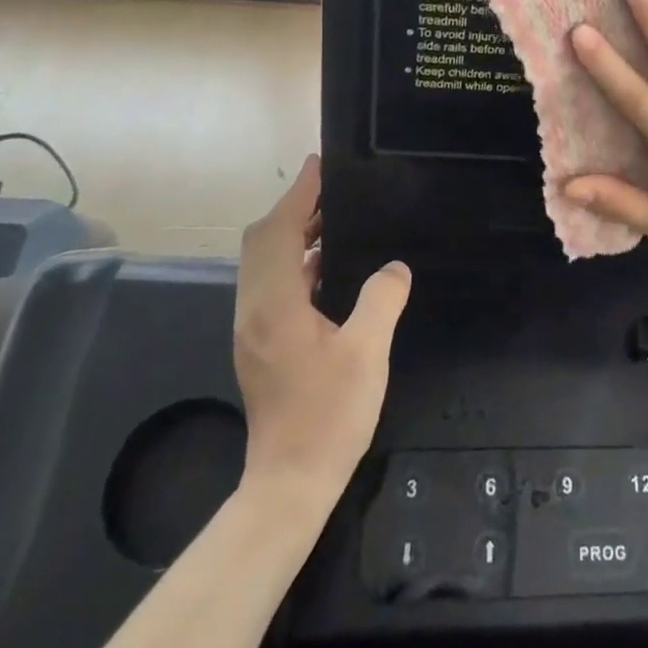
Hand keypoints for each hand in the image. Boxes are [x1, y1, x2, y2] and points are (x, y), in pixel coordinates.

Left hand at [233, 156, 409, 489]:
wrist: (290, 482)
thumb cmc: (329, 415)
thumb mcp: (366, 352)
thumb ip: (381, 300)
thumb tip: (394, 267)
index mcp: (274, 305)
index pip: (279, 232)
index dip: (298, 195)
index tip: (319, 166)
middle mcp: (253, 310)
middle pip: (262, 243)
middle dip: (292, 210)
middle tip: (331, 191)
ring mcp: (252, 329)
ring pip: (264, 264)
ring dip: (293, 236)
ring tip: (333, 221)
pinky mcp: (260, 345)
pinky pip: (272, 285)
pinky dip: (295, 263)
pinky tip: (327, 269)